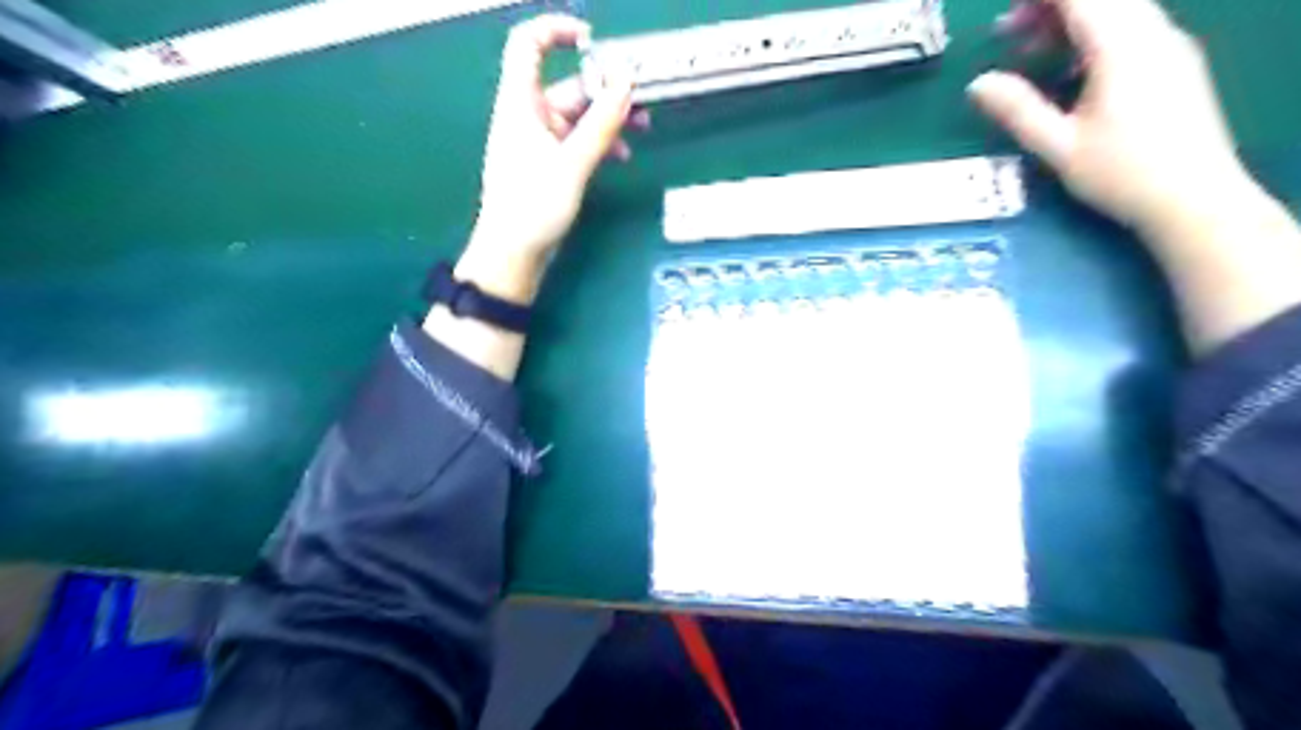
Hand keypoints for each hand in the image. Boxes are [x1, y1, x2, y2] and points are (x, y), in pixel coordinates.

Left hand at [461, 13, 638, 305]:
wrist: (514, 253)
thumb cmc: (534, 206)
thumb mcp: (572, 163)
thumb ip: (601, 123)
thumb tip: (626, 83)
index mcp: (521, 103)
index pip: (529, 44)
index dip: (558, 31)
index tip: (595, 41)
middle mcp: (529, 115)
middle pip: (569, 85)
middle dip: (605, 89)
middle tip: (641, 99)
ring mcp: (540, 141)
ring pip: (579, 116)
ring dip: (609, 119)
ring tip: (642, 129)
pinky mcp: (549, 164)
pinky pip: (578, 141)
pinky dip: (600, 143)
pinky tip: (621, 155)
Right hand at [971, 1, 1299, 353]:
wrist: (1194, 198)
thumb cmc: (1121, 174)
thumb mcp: (1058, 146)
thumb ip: (1018, 110)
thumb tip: (977, 83)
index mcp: (1122, 47)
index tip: (1002, 12)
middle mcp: (1152, 33)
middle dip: (1050, 6)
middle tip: (1007, 31)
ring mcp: (1169, 46)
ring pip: (1118, 10)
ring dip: (1070, 19)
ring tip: (1028, 49)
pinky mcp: (1174, 63)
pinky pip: (1130, 28)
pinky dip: (1092, 33)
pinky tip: (1069, 68)